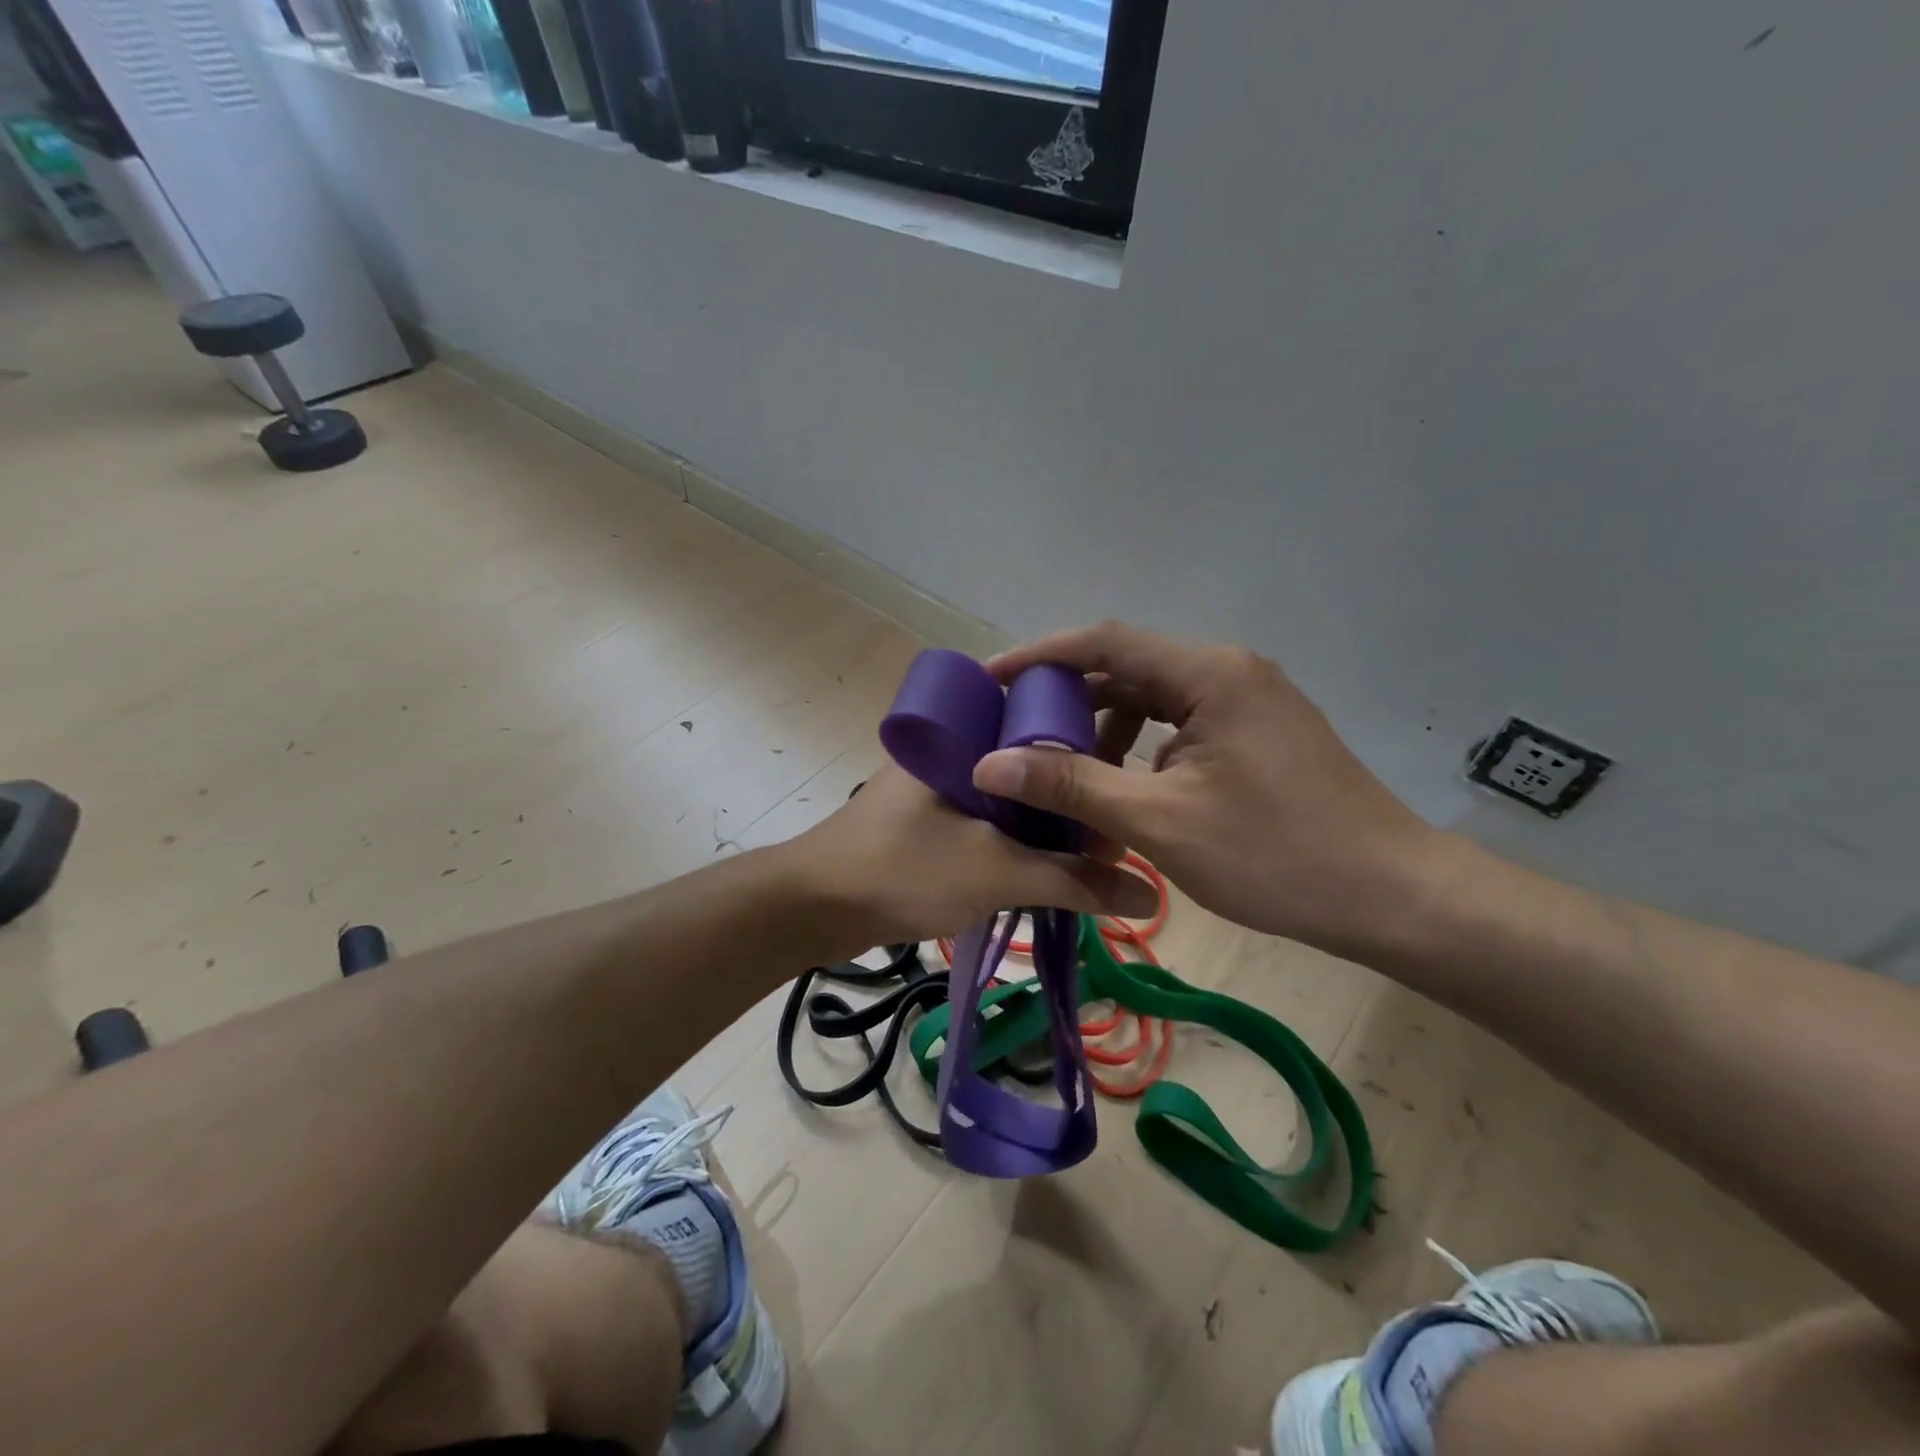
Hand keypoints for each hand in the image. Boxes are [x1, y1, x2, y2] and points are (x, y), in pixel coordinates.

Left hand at [783, 763, 1157, 952]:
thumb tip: (1150, 893)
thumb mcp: (996, 873)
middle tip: (1112, 830)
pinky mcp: (928, 820)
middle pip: (1030, 763)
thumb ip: (1072, 881)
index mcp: (965, 733)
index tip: (1124, 780)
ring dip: (1045, 825)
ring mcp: (938, 786)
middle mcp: (953, 749)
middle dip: (1070, 797)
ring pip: (1009, 796)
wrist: (812, 908)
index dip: (1086, 746)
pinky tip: (1046, 865)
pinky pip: (987, 821)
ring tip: (1090, 853)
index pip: (1041, 717)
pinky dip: (1017, 841)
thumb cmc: (903, 869)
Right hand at [972, 622, 1446, 957]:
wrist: (1390, 895)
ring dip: (1105, 733)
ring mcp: (1249, 701)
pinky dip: (1141, 752)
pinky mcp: (1258, 733)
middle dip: (1068, 701)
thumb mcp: (1158, 821)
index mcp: (1208, 673)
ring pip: (1154, 701)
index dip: (1040, 655)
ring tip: (1067, 778)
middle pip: (1127, 668)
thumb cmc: (1274, 855)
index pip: (1104, 640)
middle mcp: (1228, 671)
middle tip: (1017, 736)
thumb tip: (989, 763)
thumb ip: (1071, 784)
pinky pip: (1181, 727)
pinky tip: (1124, 793)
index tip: (989, 679)